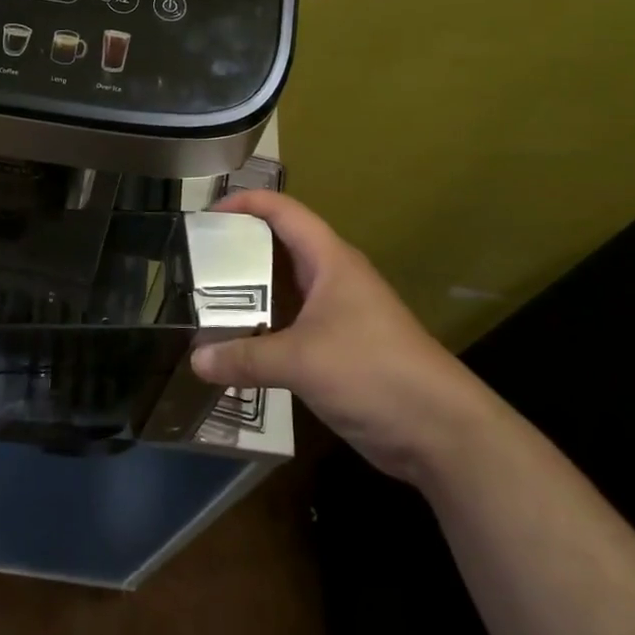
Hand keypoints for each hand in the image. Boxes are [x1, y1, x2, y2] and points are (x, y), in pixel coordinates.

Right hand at [192, 190, 499, 485]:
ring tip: (204, 301)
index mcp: (330, 261)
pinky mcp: (339, 349)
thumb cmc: (372, 371)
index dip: (247, 203)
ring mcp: (338, 315)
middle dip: (239, 249)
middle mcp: (333, 279)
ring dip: (249, 294)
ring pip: (285, 291)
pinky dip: (263, 329)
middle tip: (195, 262)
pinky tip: (235, 345)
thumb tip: (195, 359)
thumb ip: (245, 358)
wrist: (439, 430)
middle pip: (281, 248)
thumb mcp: (301, 361)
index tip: (206, 215)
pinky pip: (291, 327)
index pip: (285, 212)